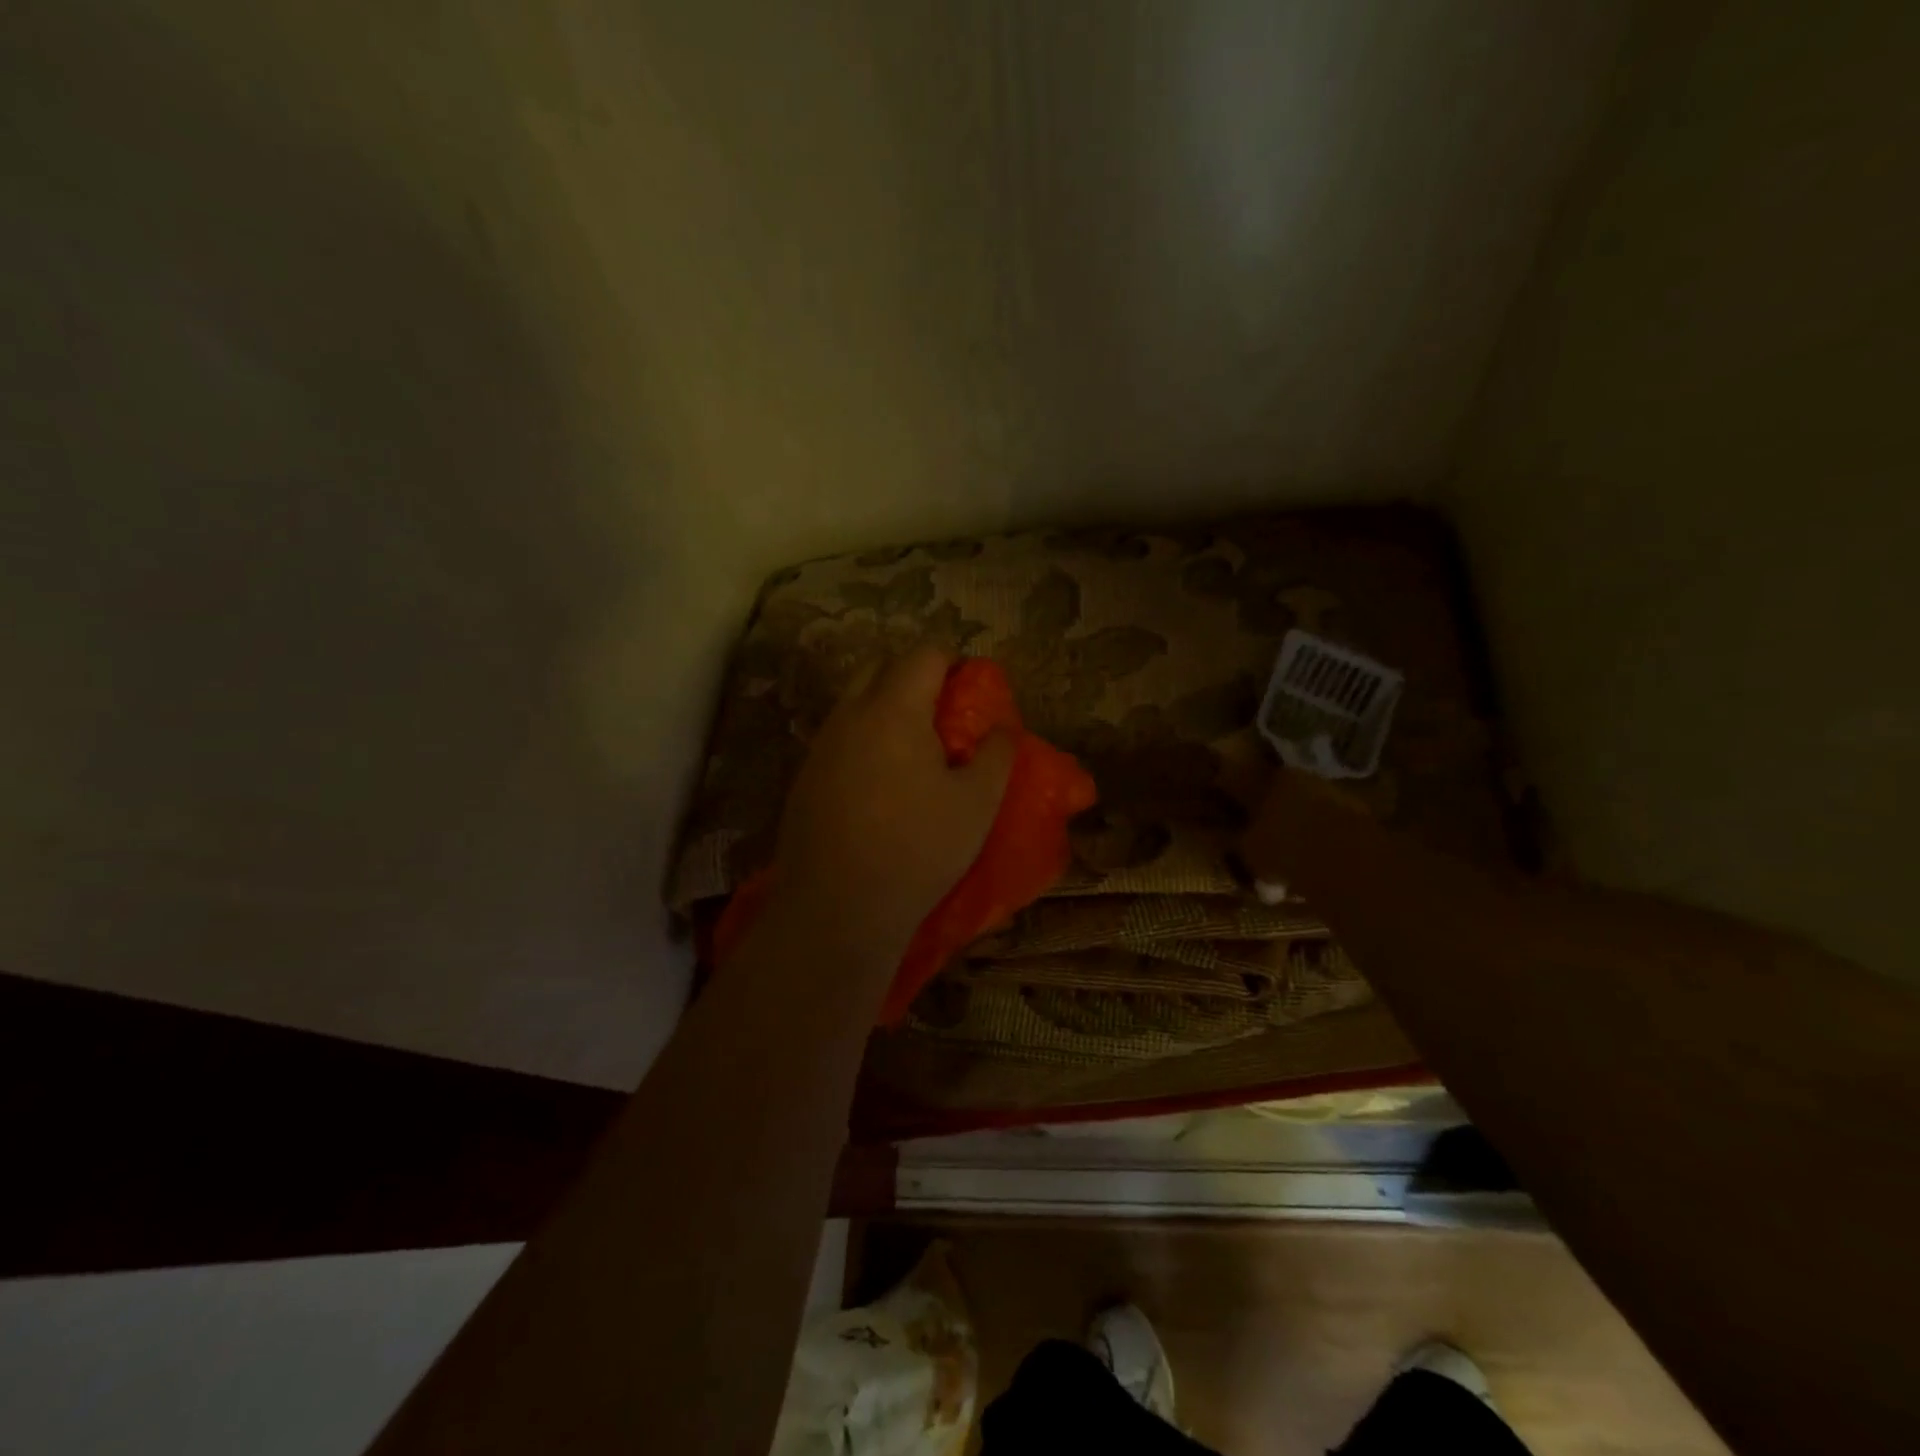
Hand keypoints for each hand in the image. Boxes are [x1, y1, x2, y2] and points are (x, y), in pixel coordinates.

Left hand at [770, 646, 1014, 958]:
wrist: (837, 907)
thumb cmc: (918, 849)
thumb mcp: (977, 804)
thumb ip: (996, 755)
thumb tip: (1002, 728)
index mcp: (893, 710)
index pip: (922, 656)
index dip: (951, 661)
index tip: (969, 688)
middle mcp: (849, 716)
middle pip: (879, 668)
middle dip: (912, 676)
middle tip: (942, 714)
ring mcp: (820, 747)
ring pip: (853, 704)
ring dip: (883, 708)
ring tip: (913, 751)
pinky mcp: (804, 779)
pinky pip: (837, 739)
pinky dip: (862, 741)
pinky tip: (879, 785)